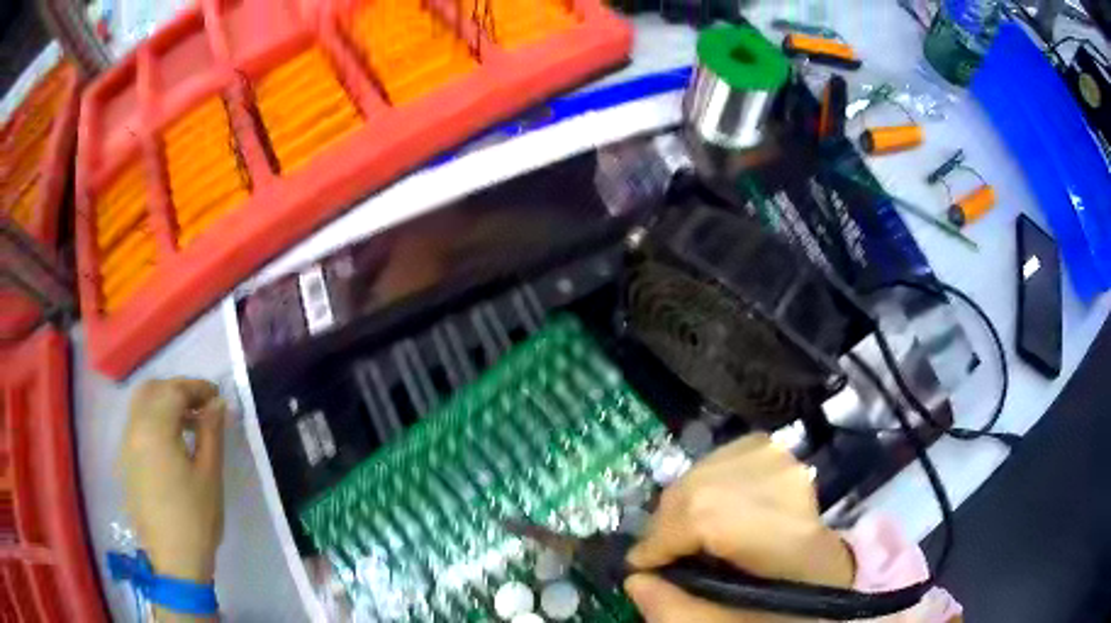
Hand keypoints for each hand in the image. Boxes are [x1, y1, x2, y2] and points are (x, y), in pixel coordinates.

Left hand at [121, 379, 225, 585]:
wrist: (174, 560)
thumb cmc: (196, 518)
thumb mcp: (209, 474)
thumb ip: (211, 432)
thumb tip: (217, 403)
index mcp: (154, 429)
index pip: (174, 390)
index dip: (197, 387)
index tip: (217, 396)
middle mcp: (133, 429)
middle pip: (151, 390)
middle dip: (176, 391)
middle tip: (200, 407)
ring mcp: (125, 446)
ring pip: (140, 407)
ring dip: (163, 405)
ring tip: (188, 426)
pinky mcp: (125, 463)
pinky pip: (136, 428)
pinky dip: (152, 423)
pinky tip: (171, 447)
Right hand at [625, 434, 854, 621]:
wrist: (824, 584)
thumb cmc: (782, 613)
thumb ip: (678, 613)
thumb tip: (636, 579)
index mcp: (794, 544)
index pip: (716, 517)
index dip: (665, 538)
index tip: (641, 566)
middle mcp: (797, 493)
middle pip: (710, 485)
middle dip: (668, 521)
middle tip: (658, 553)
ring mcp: (794, 469)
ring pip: (716, 463)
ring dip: (682, 500)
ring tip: (679, 534)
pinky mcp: (787, 460)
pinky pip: (730, 453)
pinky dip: (705, 478)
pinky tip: (704, 505)